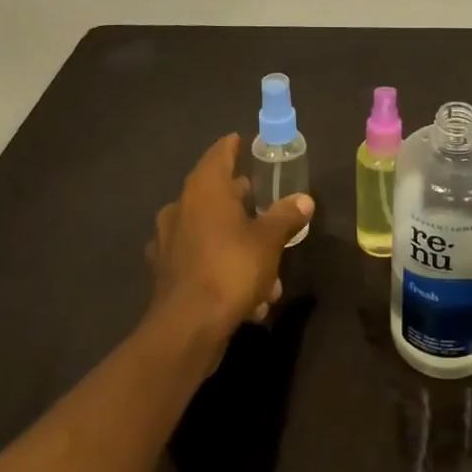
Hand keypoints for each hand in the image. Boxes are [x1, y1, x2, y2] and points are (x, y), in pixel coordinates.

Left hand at [147, 134, 312, 345]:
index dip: (233, 147)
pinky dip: (222, 268)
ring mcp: (169, 243)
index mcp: (204, 190)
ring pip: (209, 231)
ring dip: (235, 241)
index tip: (245, 142)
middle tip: (262, 199)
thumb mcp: (269, 240)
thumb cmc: (230, 268)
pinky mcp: (166, 275)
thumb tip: (304, 200)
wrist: (187, 329)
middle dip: (239, 198)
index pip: (219, 154)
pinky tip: (250, 296)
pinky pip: (201, 261)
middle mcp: (181, 209)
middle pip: (213, 192)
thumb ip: (286, 216)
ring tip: (267, 262)